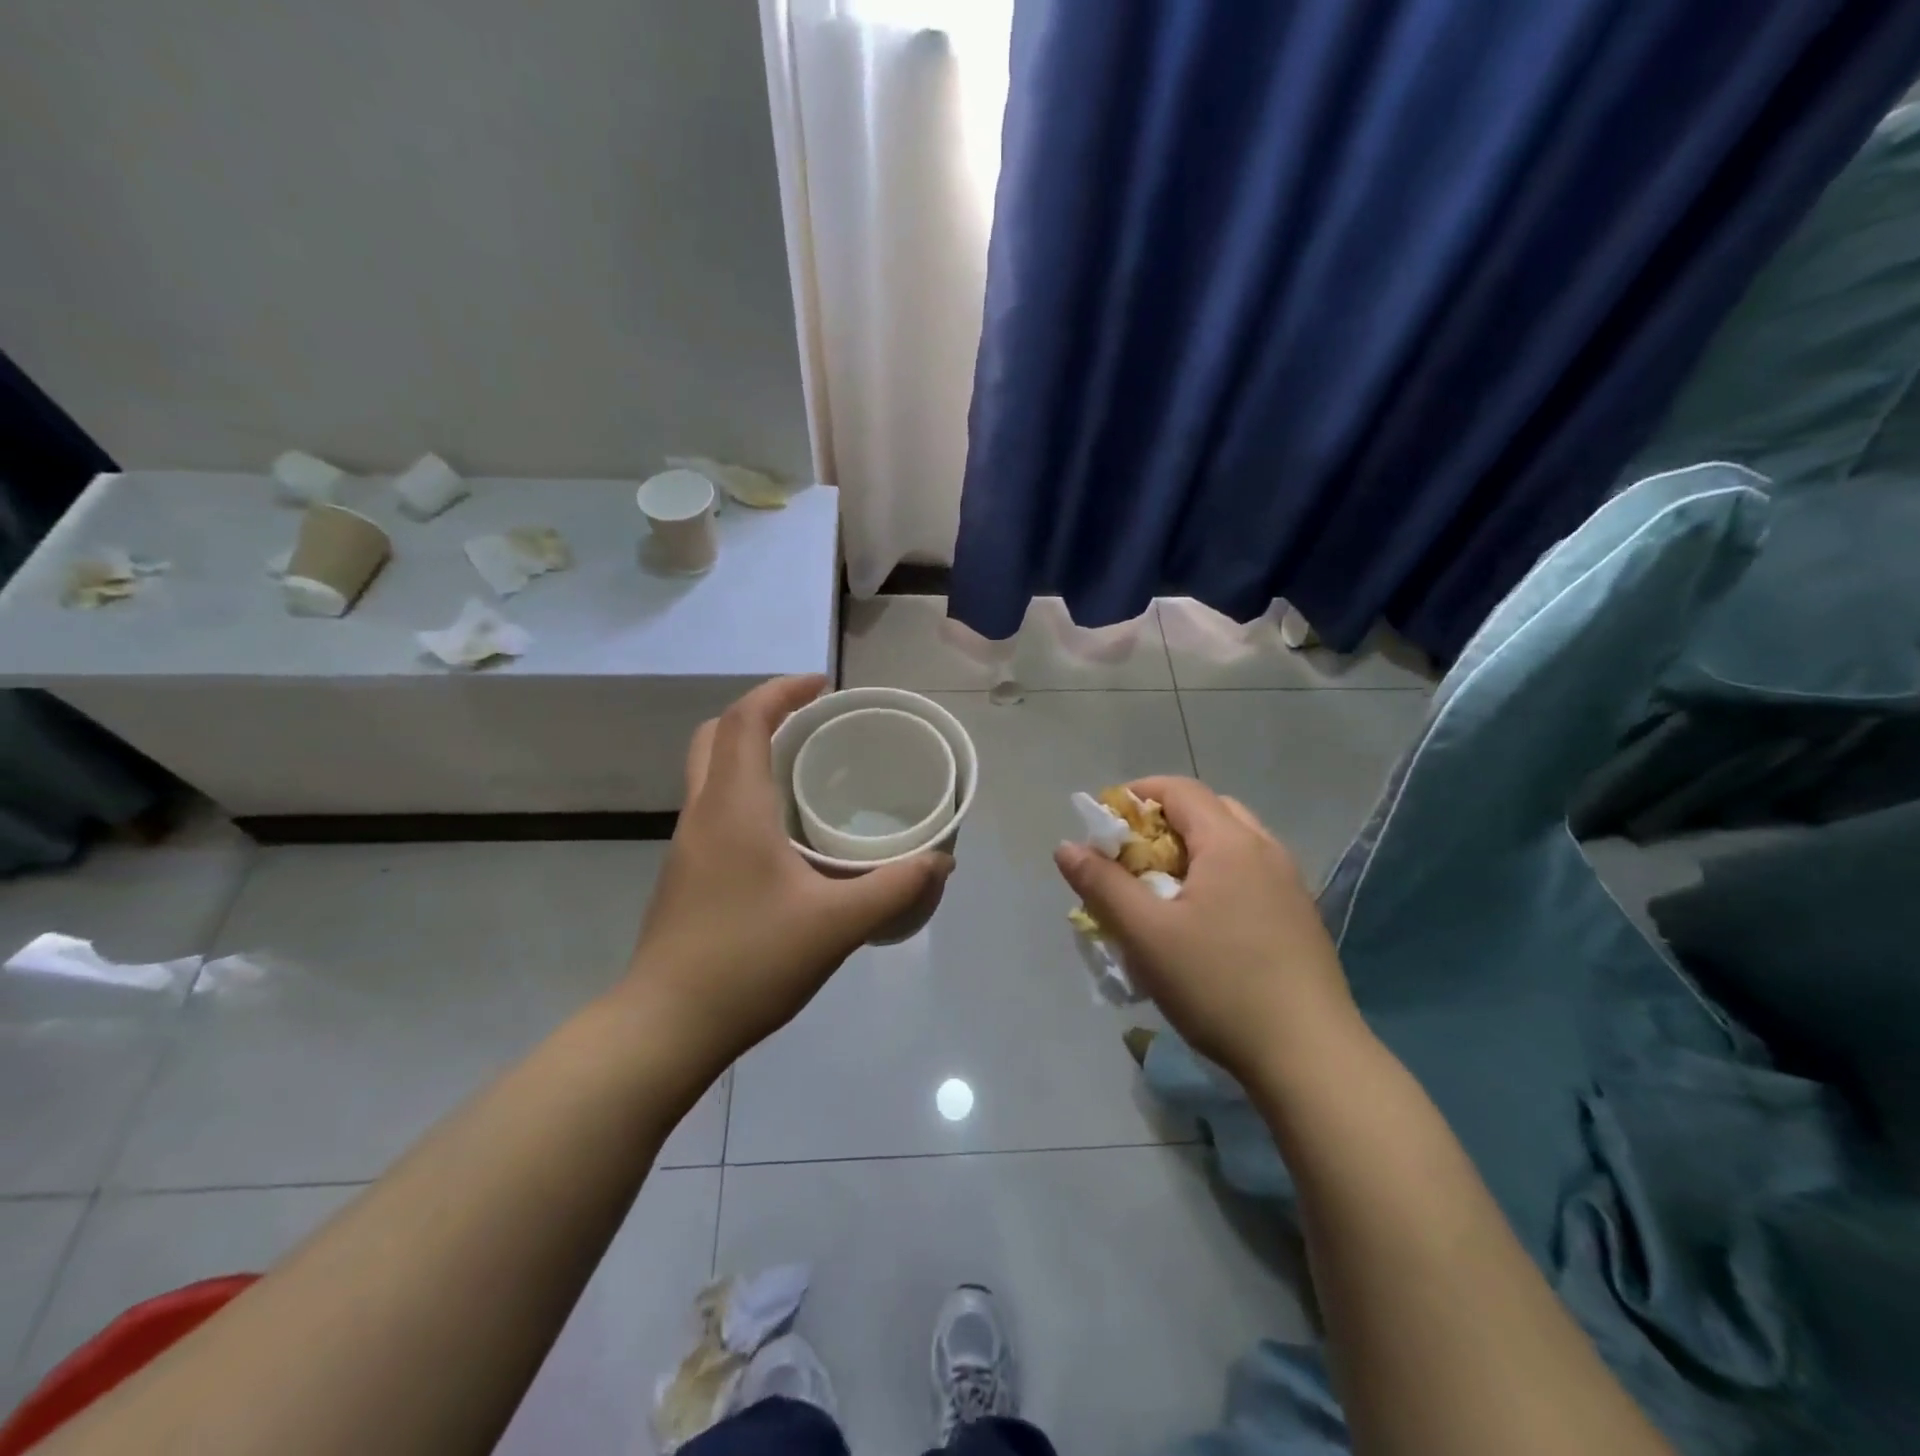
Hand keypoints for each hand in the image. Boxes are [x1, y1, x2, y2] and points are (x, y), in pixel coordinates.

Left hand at [629, 676, 952, 1073]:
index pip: (746, 719)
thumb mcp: (837, 924)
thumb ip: (895, 888)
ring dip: (750, 753)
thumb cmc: (750, 961)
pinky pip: (714, 808)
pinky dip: (744, 792)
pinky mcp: (686, 874)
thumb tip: (941, 861)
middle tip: (811, 723)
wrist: (666, 1025)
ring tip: (804, 770)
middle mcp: (703, 813)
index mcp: (734, 807)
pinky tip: (783, 832)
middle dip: (762, 714)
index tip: (823, 686)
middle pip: (717, 735)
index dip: (782, 690)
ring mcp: (687, 845)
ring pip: (710, 772)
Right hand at [1053, 776, 1357, 1081]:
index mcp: (1231, 843)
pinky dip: (1217, 877)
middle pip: (1209, 811)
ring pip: (1232, 844)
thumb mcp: (1145, 934)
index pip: (1180, 789)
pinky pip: (1250, 875)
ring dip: (1192, 852)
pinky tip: (1202, 924)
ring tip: (1163, 891)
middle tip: (1132, 857)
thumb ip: (1102, 885)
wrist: (1310, 1057)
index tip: (1105, 823)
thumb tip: (1067, 846)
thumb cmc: (1219, 984)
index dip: (1137, 794)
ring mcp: (1289, 884)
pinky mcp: (1299, 918)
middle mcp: (1266, 850)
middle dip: (1163, 823)